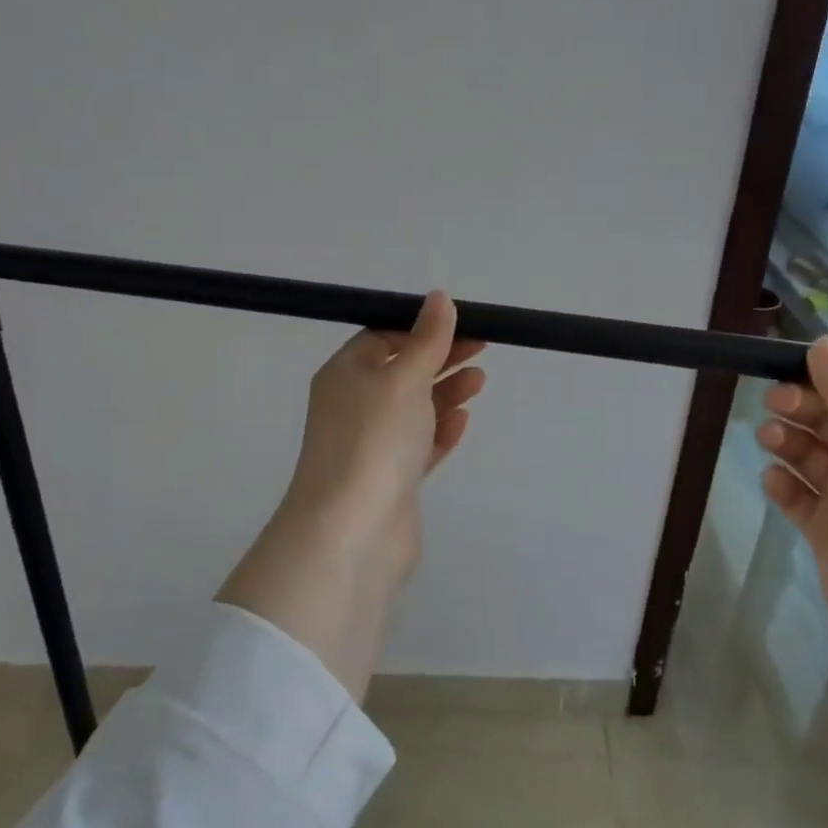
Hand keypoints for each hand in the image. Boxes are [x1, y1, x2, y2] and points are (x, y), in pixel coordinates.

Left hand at [218, 292, 484, 698]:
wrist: (352, 529)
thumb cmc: (374, 439)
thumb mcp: (403, 378)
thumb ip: (427, 339)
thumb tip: (439, 298)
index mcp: (345, 373)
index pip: (383, 337)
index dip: (422, 327)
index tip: (462, 324)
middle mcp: (354, 406)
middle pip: (402, 371)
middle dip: (441, 358)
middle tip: (482, 349)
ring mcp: (372, 445)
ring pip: (414, 409)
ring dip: (445, 392)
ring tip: (479, 381)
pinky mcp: (390, 479)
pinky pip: (418, 446)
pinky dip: (440, 431)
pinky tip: (462, 421)